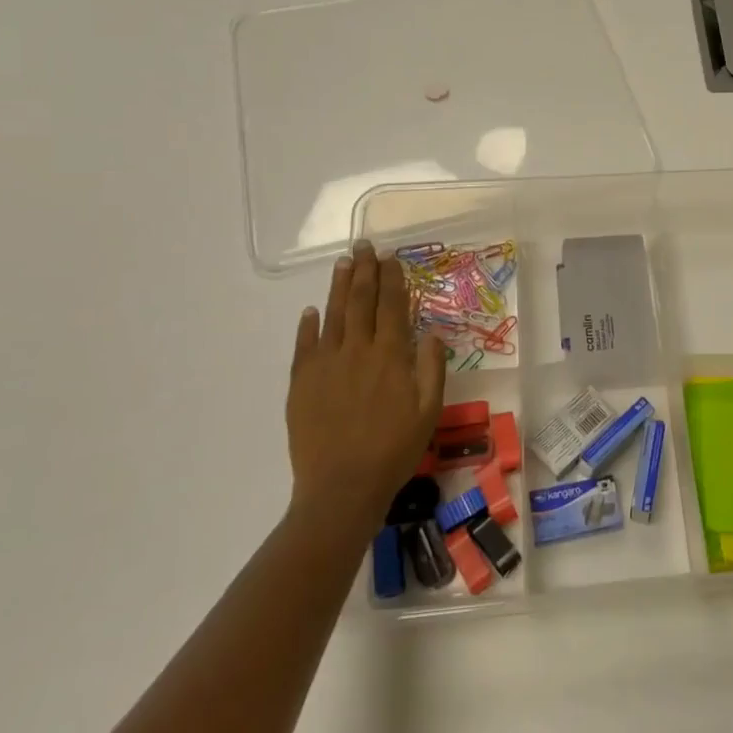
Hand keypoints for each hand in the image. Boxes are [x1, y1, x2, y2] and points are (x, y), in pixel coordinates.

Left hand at [285, 242, 446, 533]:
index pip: (392, 306)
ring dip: (339, 287)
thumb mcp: (429, 411)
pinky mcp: (301, 382)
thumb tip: (430, 332)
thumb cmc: (394, 450)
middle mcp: (358, 350)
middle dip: (365, 271)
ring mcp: (326, 364)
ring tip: (343, 263)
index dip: (392, 279)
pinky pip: (304, 345)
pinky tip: (311, 311)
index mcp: (391, 356)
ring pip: (333, 315)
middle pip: (361, 301)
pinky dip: (308, 325)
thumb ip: (431, 368)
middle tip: (365, 245)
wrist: (342, 487)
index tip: (391, 257)